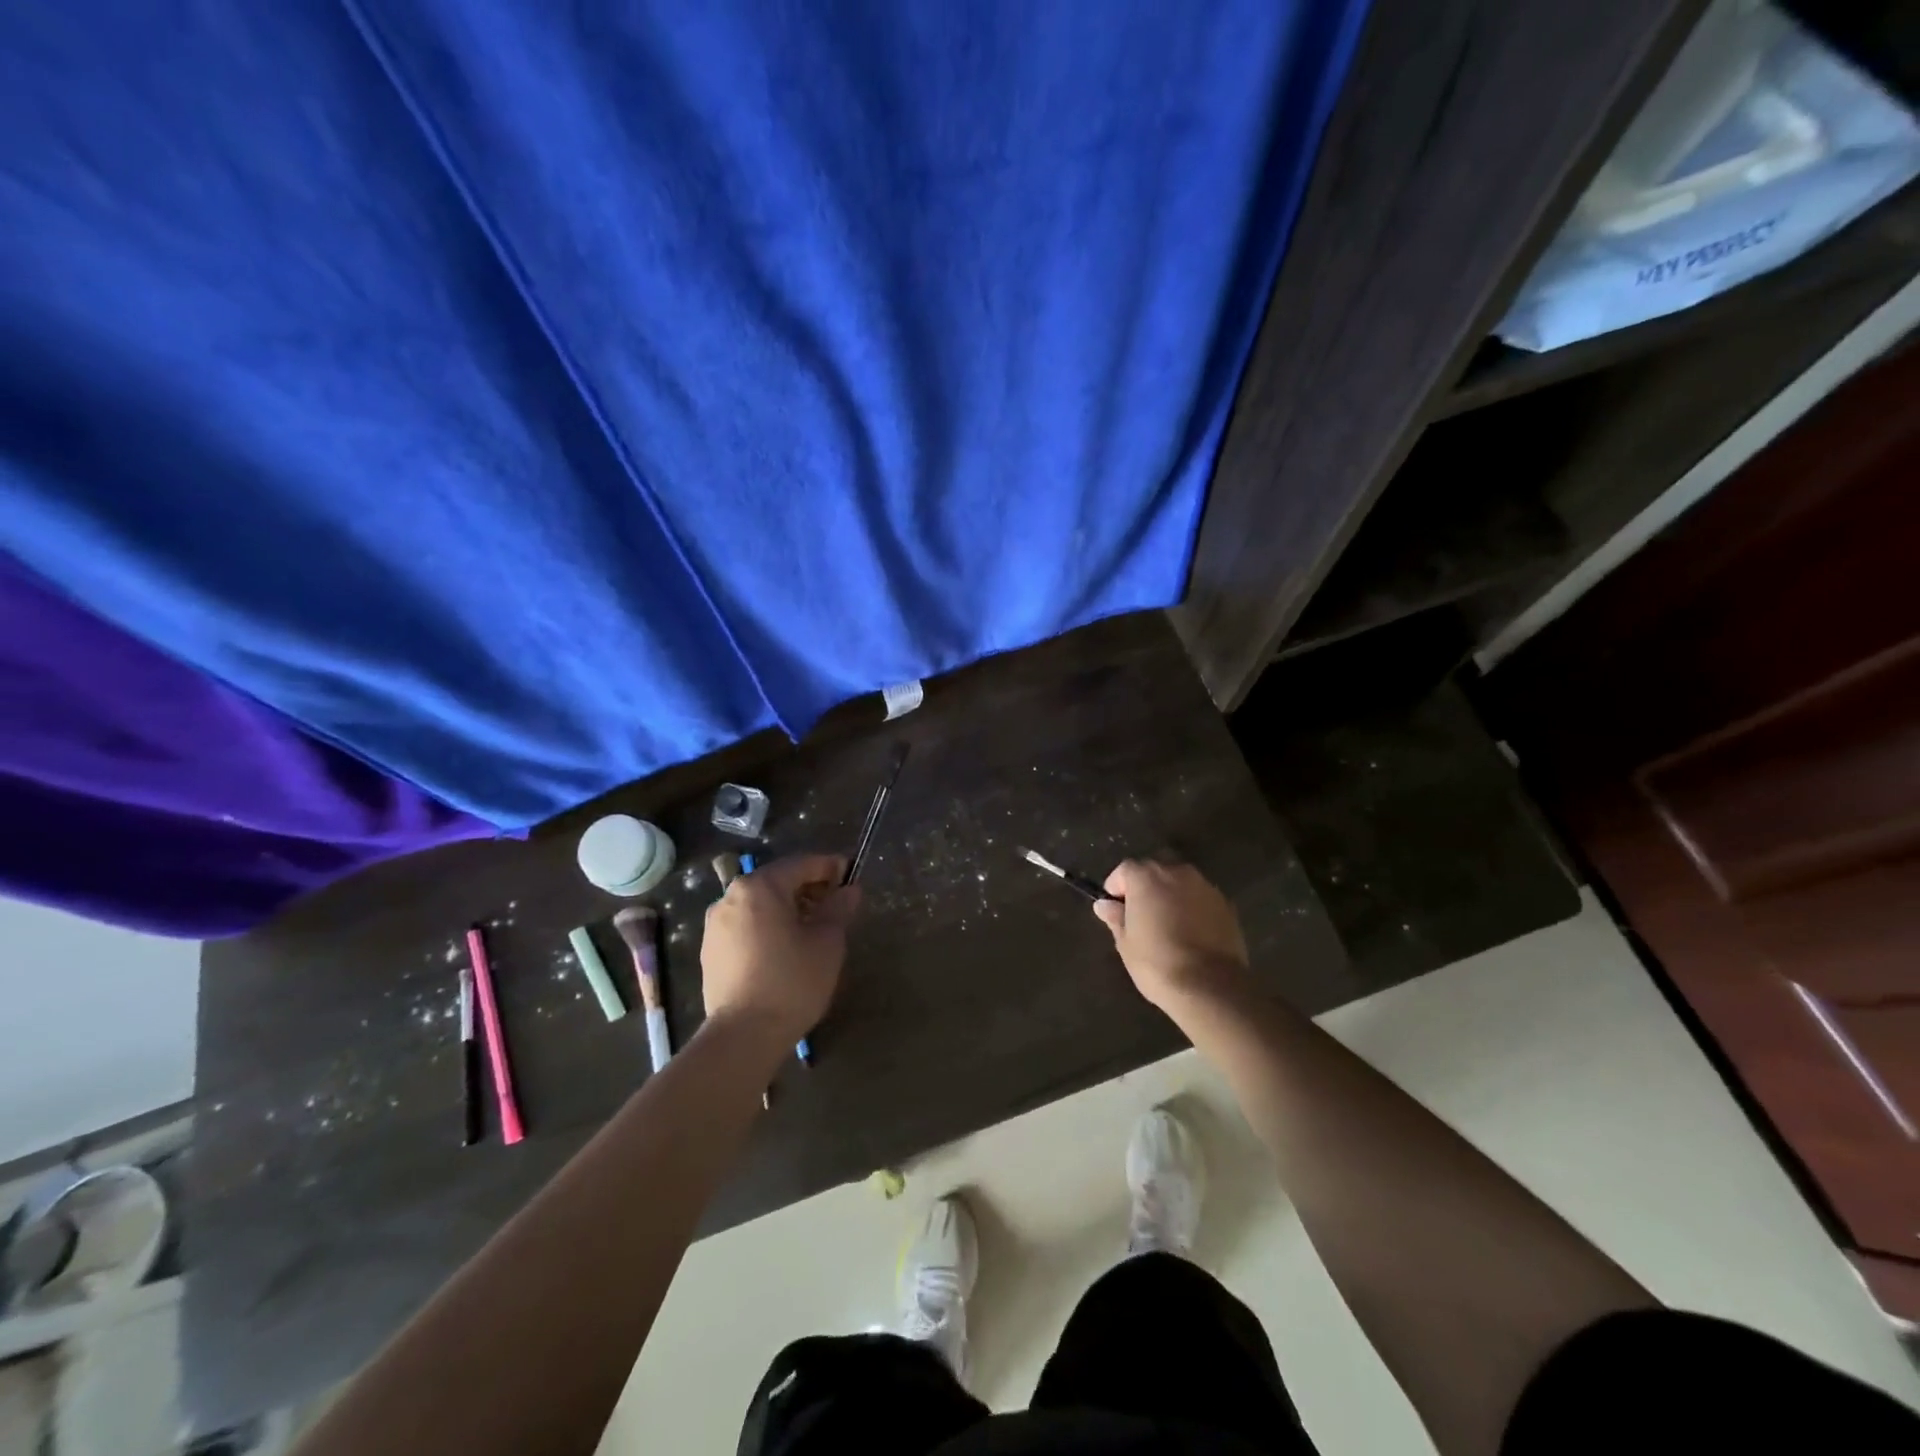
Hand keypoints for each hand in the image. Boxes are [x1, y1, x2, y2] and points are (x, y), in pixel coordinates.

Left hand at [701, 854, 860, 1047]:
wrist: (743, 1036)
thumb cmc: (792, 981)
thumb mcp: (827, 942)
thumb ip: (839, 908)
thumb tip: (849, 890)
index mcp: (759, 887)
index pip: (801, 864)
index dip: (829, 867)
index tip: (850, 874)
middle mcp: (730, 897)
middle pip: (777, 882)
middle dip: (808, 889)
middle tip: (835, 905)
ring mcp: (715, 925)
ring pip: (759, 905)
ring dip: (787, 909)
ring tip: (812, 930)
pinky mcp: (710, 951)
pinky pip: (745, 927)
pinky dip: (767, 928)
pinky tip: (785, 950)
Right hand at [1094, 860, 1251, 1015]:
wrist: (1210, 986)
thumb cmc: (1157, 963)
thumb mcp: (1126, 943)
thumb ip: (1115, 918)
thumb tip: (1104, 905)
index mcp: (1146, 877)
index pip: (1125, 870)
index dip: (1117, 887)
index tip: (1114, 908)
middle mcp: (1176, 872)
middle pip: (1155, 869)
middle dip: (1146, 885)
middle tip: (1141, 913)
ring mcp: (1205, 886)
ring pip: (1181, 881)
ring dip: (1171, 894)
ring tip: (1167, 923)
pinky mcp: (1226, 904)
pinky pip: (1201, 898)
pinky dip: (1192, 907)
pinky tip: (1191, 932)